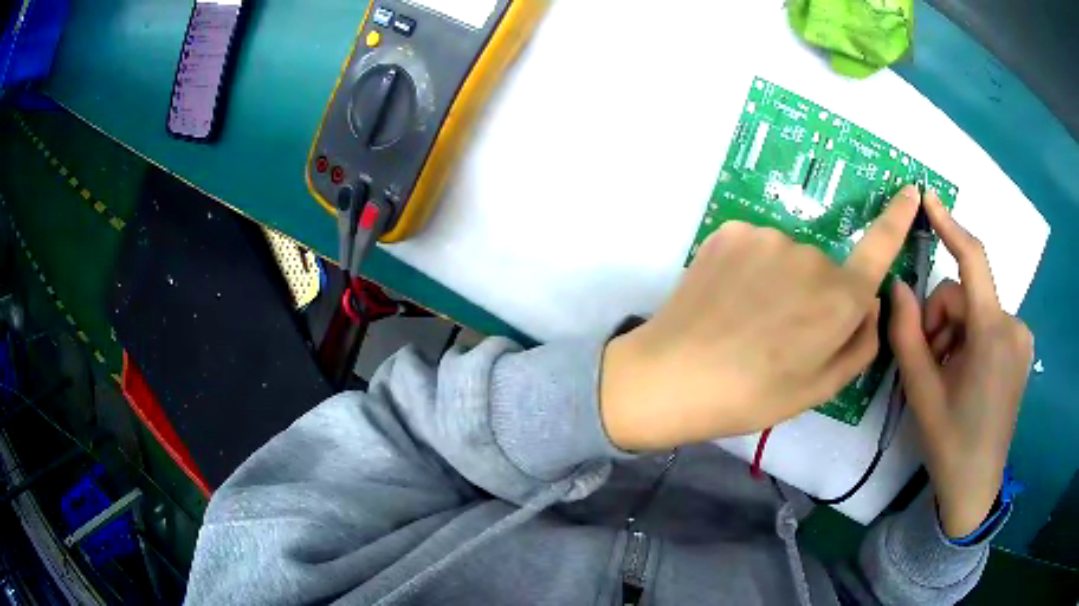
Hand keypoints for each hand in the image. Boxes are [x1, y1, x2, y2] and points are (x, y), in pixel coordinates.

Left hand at [600, 185, 921, 450]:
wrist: (672, 377)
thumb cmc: (753, 395)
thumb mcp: (820, 387)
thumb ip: (861, 342)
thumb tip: (872, 300)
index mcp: (840, 299)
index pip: (880, 247)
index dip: (898, 218)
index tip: (910, 191)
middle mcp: (811, 256)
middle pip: (826, 269)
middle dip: (815, 295)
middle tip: (779, 334)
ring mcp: (767, 236)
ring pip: (789, 257)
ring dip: (779, 281)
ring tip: (747, 320)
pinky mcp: (730, 229)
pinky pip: (756, 246)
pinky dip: (750, 268)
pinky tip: (728, 299)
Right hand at [888, 190, 1031, 538]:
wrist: (976, 487)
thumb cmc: (949, 442)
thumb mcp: (920, 391)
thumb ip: (906, 333)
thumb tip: (896, 286)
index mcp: (992, 334)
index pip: (972, 260)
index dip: (949, 225)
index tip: (927, 198)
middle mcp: (1014, 325)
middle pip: (967, 295)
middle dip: (942, 319)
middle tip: (928, 360)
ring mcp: (1021, 337)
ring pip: (977, 310)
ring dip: (955, 331)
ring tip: (945, 372)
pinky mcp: (1022, 348)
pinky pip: (990, 324)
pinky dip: (971, 338)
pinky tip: (965, 372)